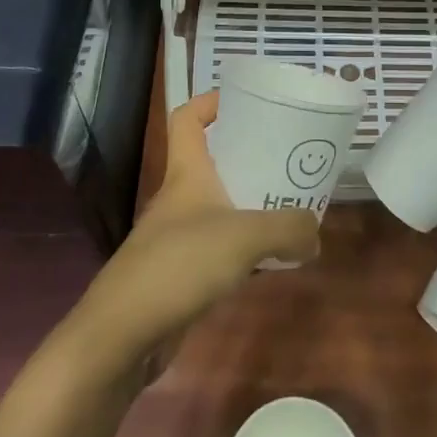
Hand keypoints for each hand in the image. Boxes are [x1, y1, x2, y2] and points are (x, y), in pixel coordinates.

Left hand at [73, 92, 320, 367]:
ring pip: (220, 207)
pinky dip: (245, 247)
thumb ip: (289, 229)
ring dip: (251, 204)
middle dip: (249, 155)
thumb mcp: (245, 238)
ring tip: (291, 205)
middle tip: (289, 157)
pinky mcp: (181, 274)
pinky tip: (271, 258)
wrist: (121, 336)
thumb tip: (314, 235)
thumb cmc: (178, 265)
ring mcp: (178, 237)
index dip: (210, 102)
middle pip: (213, 161)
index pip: (187, 119)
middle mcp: (180, 199)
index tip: (245, 100)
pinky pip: (220, 247)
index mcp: (187, 174)